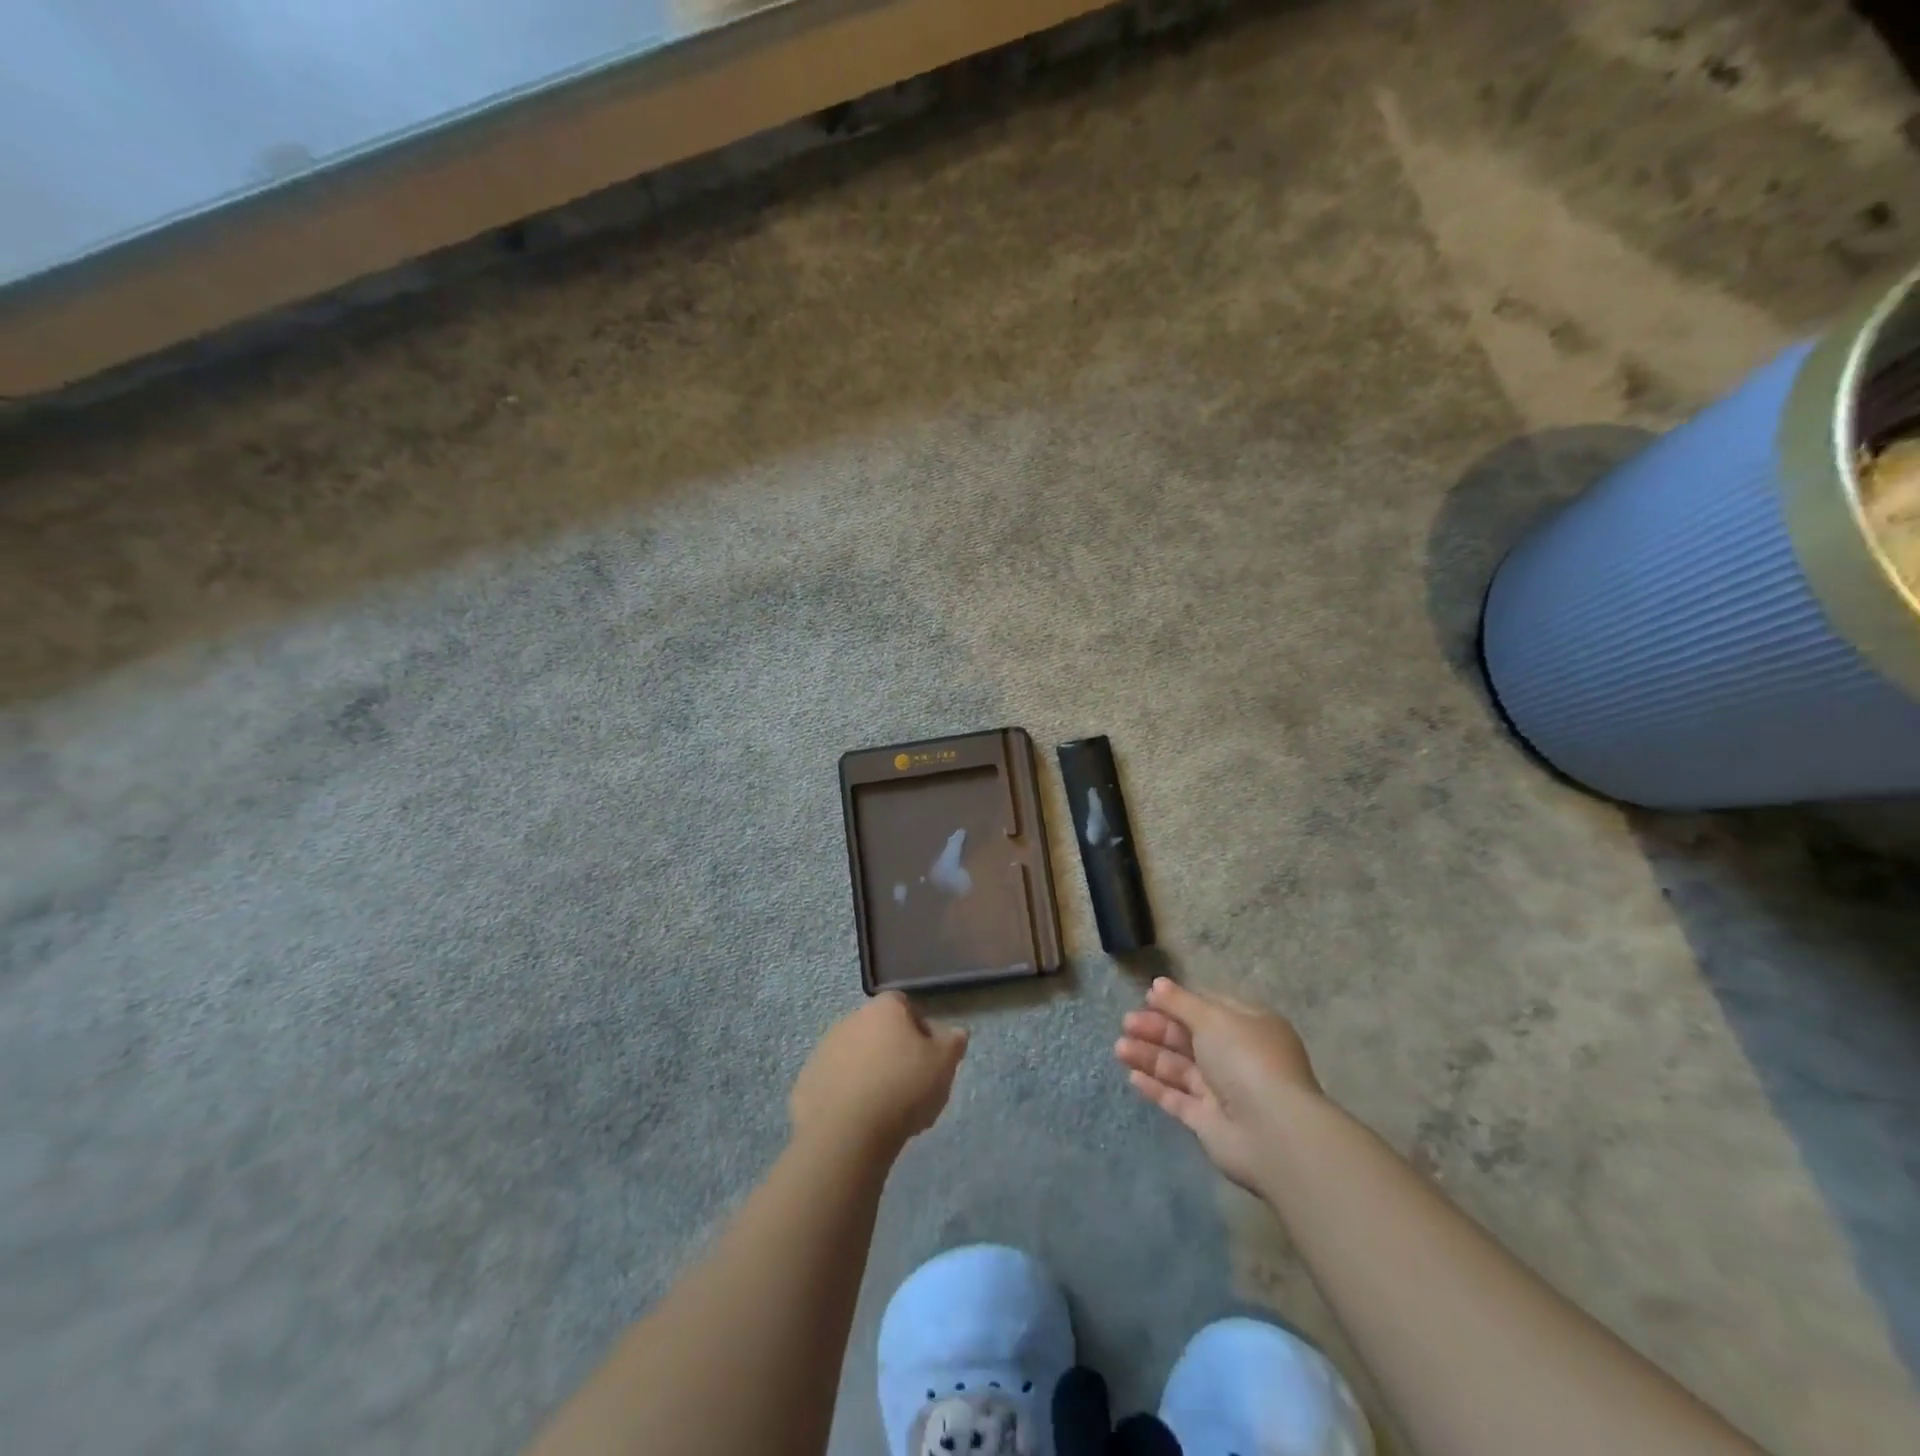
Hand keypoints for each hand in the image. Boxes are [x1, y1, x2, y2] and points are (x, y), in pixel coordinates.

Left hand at [791, 993, 968, 1158]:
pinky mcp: (807, 1081)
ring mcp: (824, 1049)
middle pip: (877, 1030)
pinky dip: (845, 1095)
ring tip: (883, 1108)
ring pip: (854, 1055)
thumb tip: (955, 1031)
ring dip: (867, 1072)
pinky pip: (833, 1083)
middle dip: (892, 1051)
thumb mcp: (944, 1064)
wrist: (847, 1132)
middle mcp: (850, 1019)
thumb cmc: (903, 1088)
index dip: (918, 1028)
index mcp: (884, 1009)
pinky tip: (858, 1120)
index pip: (904, 1005)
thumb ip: (952, 1042)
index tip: (928, 1057)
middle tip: (908, 1084)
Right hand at [1115, 977, 1323, 1191]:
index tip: (1149, 997)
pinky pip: (1178, 1099)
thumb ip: (1181, 1002)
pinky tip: (1132, 1076)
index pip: (1210, 1007)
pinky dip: (1156, 1087)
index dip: (1179, 1001)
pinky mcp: (1210, 1122)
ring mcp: (1224, 1091)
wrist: (1272, 1133)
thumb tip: (1157, 984)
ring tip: (1119, 1047)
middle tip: (1127, 1022)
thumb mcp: (1213, 1019)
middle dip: (1157, 1028)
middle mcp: (1238, 1057)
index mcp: (1250, 1026)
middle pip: (1190, 1037)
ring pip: (1180, 1068)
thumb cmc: (1246, 1060)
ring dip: (1150, 1055)